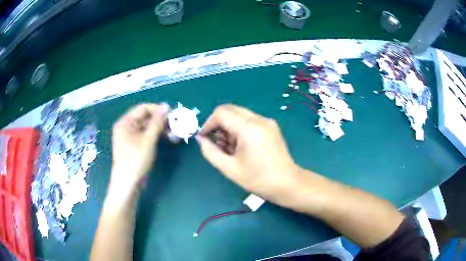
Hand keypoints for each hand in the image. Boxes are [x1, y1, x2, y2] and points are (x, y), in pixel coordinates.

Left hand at [110, 103, 168, 193]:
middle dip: (161, 121)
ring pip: (148, 127)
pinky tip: (168, 139)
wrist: (128, 183)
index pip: (143, 108)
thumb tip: (166, 106)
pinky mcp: (135, 145)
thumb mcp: (148, 140)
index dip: (158, 110)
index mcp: (125, 122)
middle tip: (176, 126)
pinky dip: (157, 136)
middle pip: (146, 117)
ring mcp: (131, 137)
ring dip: (161, 129)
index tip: (172, 115)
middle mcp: (127, 127)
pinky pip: (147, 135)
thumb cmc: (136, 160)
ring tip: (174, 134)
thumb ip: (157, 122)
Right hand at [196, 104, 300, 202]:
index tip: (204, 137)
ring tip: (227, 146)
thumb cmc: (258, 179)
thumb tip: (201, 139)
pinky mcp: (271, 125)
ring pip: (239, 114)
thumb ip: (210, 152)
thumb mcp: (229, 168)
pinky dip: (239, 127)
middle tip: (214, 141)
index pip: (221, 113)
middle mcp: (259, 119)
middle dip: (218, 123)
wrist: (287, 183)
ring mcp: (267, 121)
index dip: (208, 123)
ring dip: (228, 125)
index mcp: (249, 129)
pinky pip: (249, 119)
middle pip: (230, 109)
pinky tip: (239, 144)